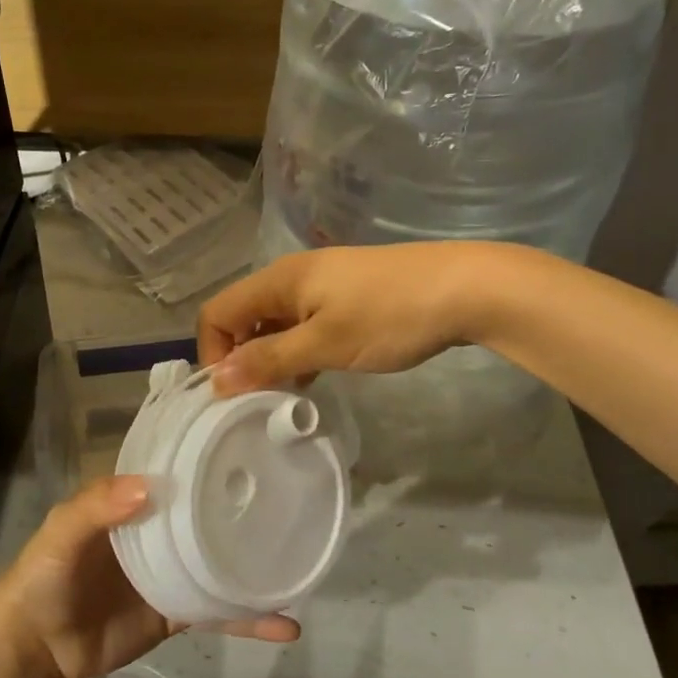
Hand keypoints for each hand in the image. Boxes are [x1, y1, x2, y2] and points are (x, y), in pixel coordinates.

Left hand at [0, 476, 299, 677]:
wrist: (36, 651)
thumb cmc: (45, 578)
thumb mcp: (61, 533)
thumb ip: (97, 507)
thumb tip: (150, 487)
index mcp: (134, 502)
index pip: (177, 470)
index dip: (207, 457)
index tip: (250, 443)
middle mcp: (159, 530)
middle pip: (207, 513)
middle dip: (244, 504)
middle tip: (292, 494)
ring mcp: (172, 572)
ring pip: (221, 561)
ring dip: (256, 563)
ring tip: (300, 558)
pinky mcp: (178, 613)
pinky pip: (219, 612)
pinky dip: (250, 620)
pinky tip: (286, 625)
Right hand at [199, 244, 497, 392]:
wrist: (465, 288)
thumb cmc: (389, 316)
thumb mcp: (325, 344)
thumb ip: (269, 359)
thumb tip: (217, 379)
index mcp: (278, 280)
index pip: (217, 312)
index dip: (212, 352)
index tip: (232, 394)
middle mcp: (291, 277)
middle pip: (242, 317)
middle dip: (240, 358)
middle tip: (258, 400)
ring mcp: (321, 285)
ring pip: (274, 323)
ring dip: (270, 358)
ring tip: (286, 395)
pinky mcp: (345, 297)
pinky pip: (302, 324)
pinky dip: (297, 350)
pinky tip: (315, 376)